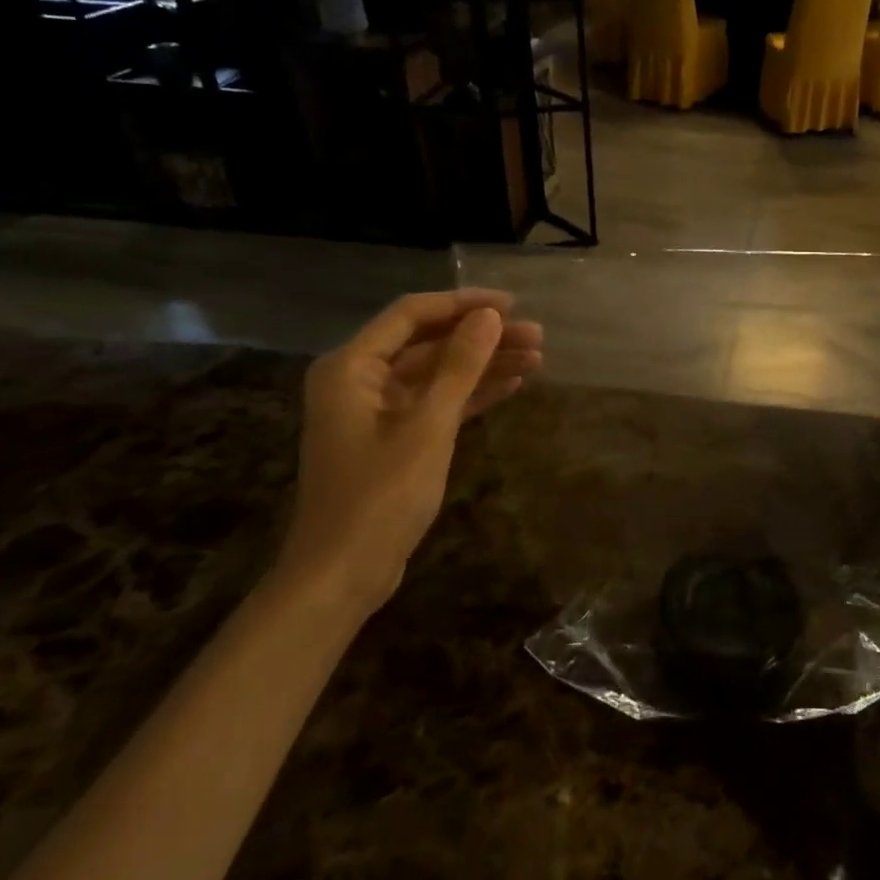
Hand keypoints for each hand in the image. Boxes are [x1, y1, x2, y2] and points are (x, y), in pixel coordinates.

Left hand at [279, 290, 542, 615]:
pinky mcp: (394, 439)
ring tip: (536, 359)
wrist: (342, 575)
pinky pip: (436, 403)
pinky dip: (470, 395)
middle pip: (429, 343)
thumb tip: (490, 317)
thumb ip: (459, 367)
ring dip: (483, 365)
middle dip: (482, 338)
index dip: (464, 304)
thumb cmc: (380, 497)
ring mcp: (377, 411)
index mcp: (351, 367)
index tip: (512, 305)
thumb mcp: (428, 427)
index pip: (412, 315)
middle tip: (537, 338)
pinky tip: (511, 386)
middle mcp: (359, 380)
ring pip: (437, 374)